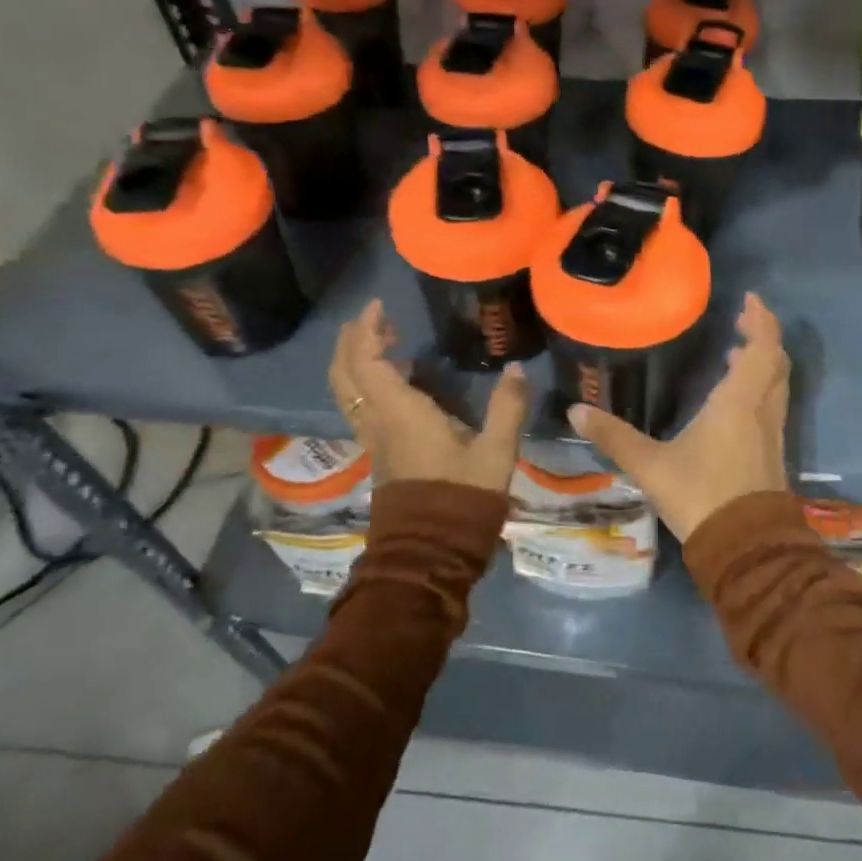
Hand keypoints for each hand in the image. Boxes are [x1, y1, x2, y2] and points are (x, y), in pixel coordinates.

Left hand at [328, 300, 528, 492]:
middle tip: (376, 319)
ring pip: (349, 392)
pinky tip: (401, 382)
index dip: (367, 330)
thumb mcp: (495, 453)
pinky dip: (369, 383)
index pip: (366, 361)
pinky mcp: (381, 454)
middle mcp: (378, 422)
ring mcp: (375, 440)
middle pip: (345, 374)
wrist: (430, 555)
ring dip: (358, 361)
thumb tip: (516, 369)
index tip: (379, 306)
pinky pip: (363, 407)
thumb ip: (507, 408)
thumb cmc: (461, 499)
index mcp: (399, 413)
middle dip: (353, 341)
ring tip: (387, 343)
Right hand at [570, 293, 789, 541]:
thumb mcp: (651, 466)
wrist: (747, 549)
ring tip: (735, 353)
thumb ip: (614, 437)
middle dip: (762, 337)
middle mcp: (762, 411)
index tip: (751, 299)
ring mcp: (772, 434)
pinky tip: (734, 401)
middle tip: (742, 321)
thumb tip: (576, 411)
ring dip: (762, 363)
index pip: (761, 349)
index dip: (761, 321)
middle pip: (775, 362)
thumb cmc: (701, 496)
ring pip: (776, 385)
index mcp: (739, 402)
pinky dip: (759, 388)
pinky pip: (772, 405)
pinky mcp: (773, 454)